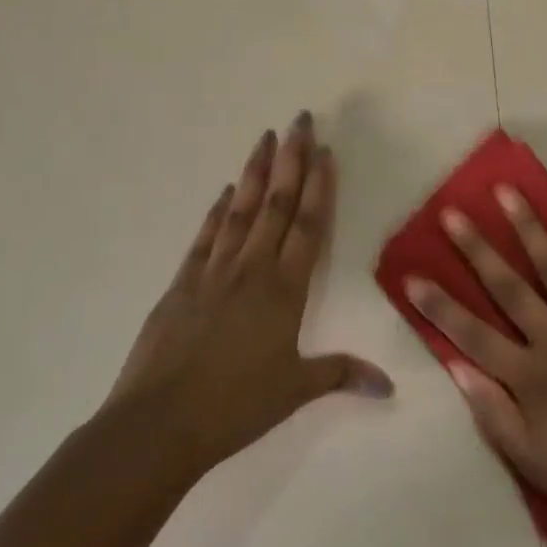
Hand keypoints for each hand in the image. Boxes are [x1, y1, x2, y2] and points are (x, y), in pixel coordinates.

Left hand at [105, 112, 391, 473]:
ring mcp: (213, 272)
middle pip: (277, 203)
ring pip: (242, 210)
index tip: (324, 149)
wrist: (156, 426)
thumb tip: (389, 387)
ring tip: (265, 137)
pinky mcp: (182, 284)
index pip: (308, 225)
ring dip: (255, 171)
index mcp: (284, 289)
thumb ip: (341, 375)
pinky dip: (217, 211)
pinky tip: (226, 191)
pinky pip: (206, 237)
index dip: (318, 185)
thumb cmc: (234, 408)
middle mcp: (252, 269)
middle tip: (298, 119)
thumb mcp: (294, 392)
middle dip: (290, 159)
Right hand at [403, 188, 546, 538]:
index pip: (474, 335)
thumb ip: (494, 414)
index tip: (412, 276)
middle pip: (510, 287)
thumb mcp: (534, 464)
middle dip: (477, 249)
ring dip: (530, 227)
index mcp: (531, 378)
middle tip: (454, 213)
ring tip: (509, 193)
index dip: (440, 307)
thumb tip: (457, 367)